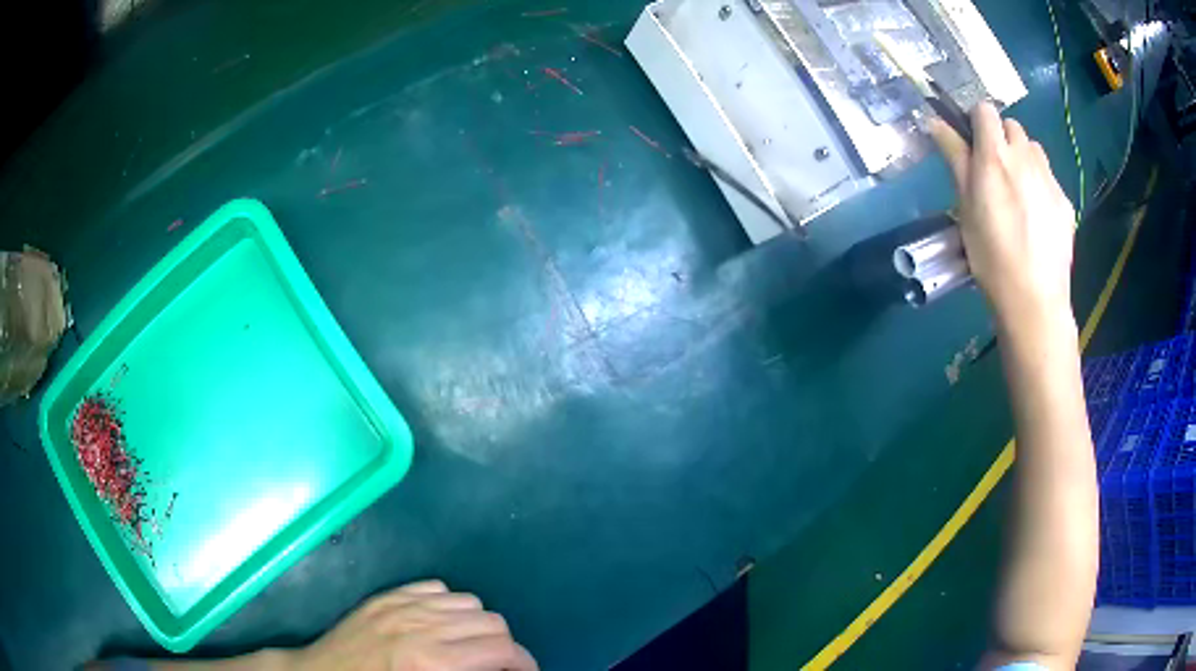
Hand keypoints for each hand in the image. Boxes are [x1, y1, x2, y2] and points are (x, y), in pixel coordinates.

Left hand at [292, 580, 537, 670]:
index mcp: (433, 662)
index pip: (502, 651)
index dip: (525, 664)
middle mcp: (422, 627)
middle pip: (492, 623)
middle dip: (506, 647)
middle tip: (500, 666)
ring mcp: (402, 606)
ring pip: (469, 602)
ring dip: (479, 625)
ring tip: (470, 646)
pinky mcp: (386, 596)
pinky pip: (436, 588)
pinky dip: (449, 605)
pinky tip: (441, 625)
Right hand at [929, 103, 1076, 327]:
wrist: (1034, 299)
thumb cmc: (991, 254)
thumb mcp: (965, 205)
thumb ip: (954, 157)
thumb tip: (934, 120)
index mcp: (995, 155)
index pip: (985, 110)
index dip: (976, 122)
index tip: (972, 146)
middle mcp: (1025, 157)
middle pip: (1012, 126)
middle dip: (1001, 139)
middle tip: (995, 172)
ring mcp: (1049, 179)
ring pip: (1034, 149)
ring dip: (1023, 158)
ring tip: (1018, 192)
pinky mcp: (1065, 202)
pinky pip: (1049, 178)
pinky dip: (1040, 185)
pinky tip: (1036, 217)